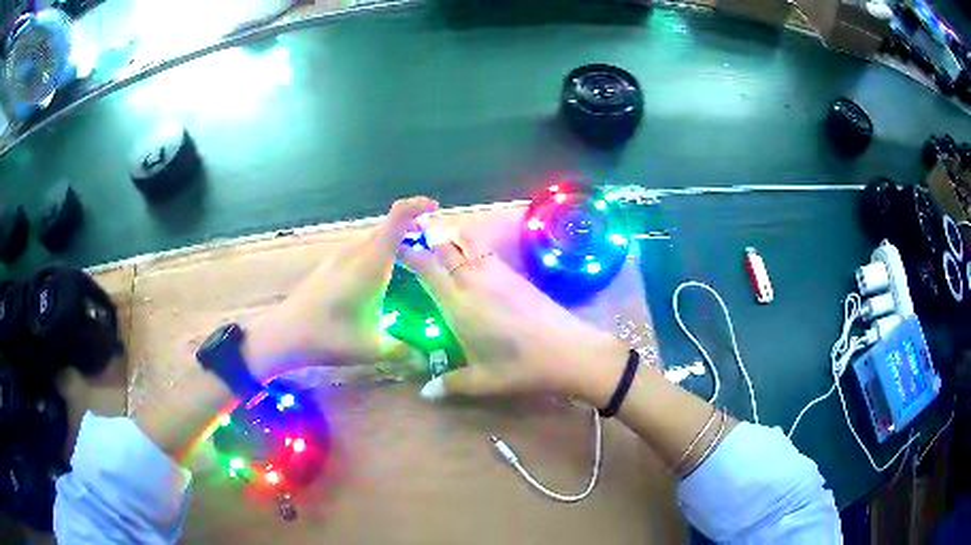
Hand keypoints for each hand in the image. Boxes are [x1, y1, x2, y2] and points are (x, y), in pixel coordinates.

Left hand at [246, 197, 437, 377]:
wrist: (285, 333)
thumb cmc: (330, 336)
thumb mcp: (373, 348)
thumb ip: (403, 351)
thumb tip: (425, 359)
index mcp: (371, 262)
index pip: (397, 217)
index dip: (418, 206)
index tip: (435, 209)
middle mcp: (355, 251)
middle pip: (387, 226)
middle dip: (411, 228)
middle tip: (430, 248)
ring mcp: (338, 256)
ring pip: (372, 238)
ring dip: (392, 241)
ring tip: (407, 264)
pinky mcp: (328, 266)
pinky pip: (359, 249)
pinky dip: (376, 253)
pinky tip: (377, 280)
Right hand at [401, 234, 628, 406]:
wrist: (570, 351)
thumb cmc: (522, 368)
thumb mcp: (483, 380)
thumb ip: (451, 384)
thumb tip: (425, 394)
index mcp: (460, 305)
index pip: (428, 269)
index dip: (410, 252)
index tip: (395, 243)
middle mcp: (475, 281)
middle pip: (447, 247)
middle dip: (428, 237)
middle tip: (413, 235)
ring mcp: (498, 275)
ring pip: (469, 243)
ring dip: (451, 237)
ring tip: (438, 239)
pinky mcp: (516, 276)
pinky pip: (486, 252)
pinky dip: (473, 247)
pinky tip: (472, 258)